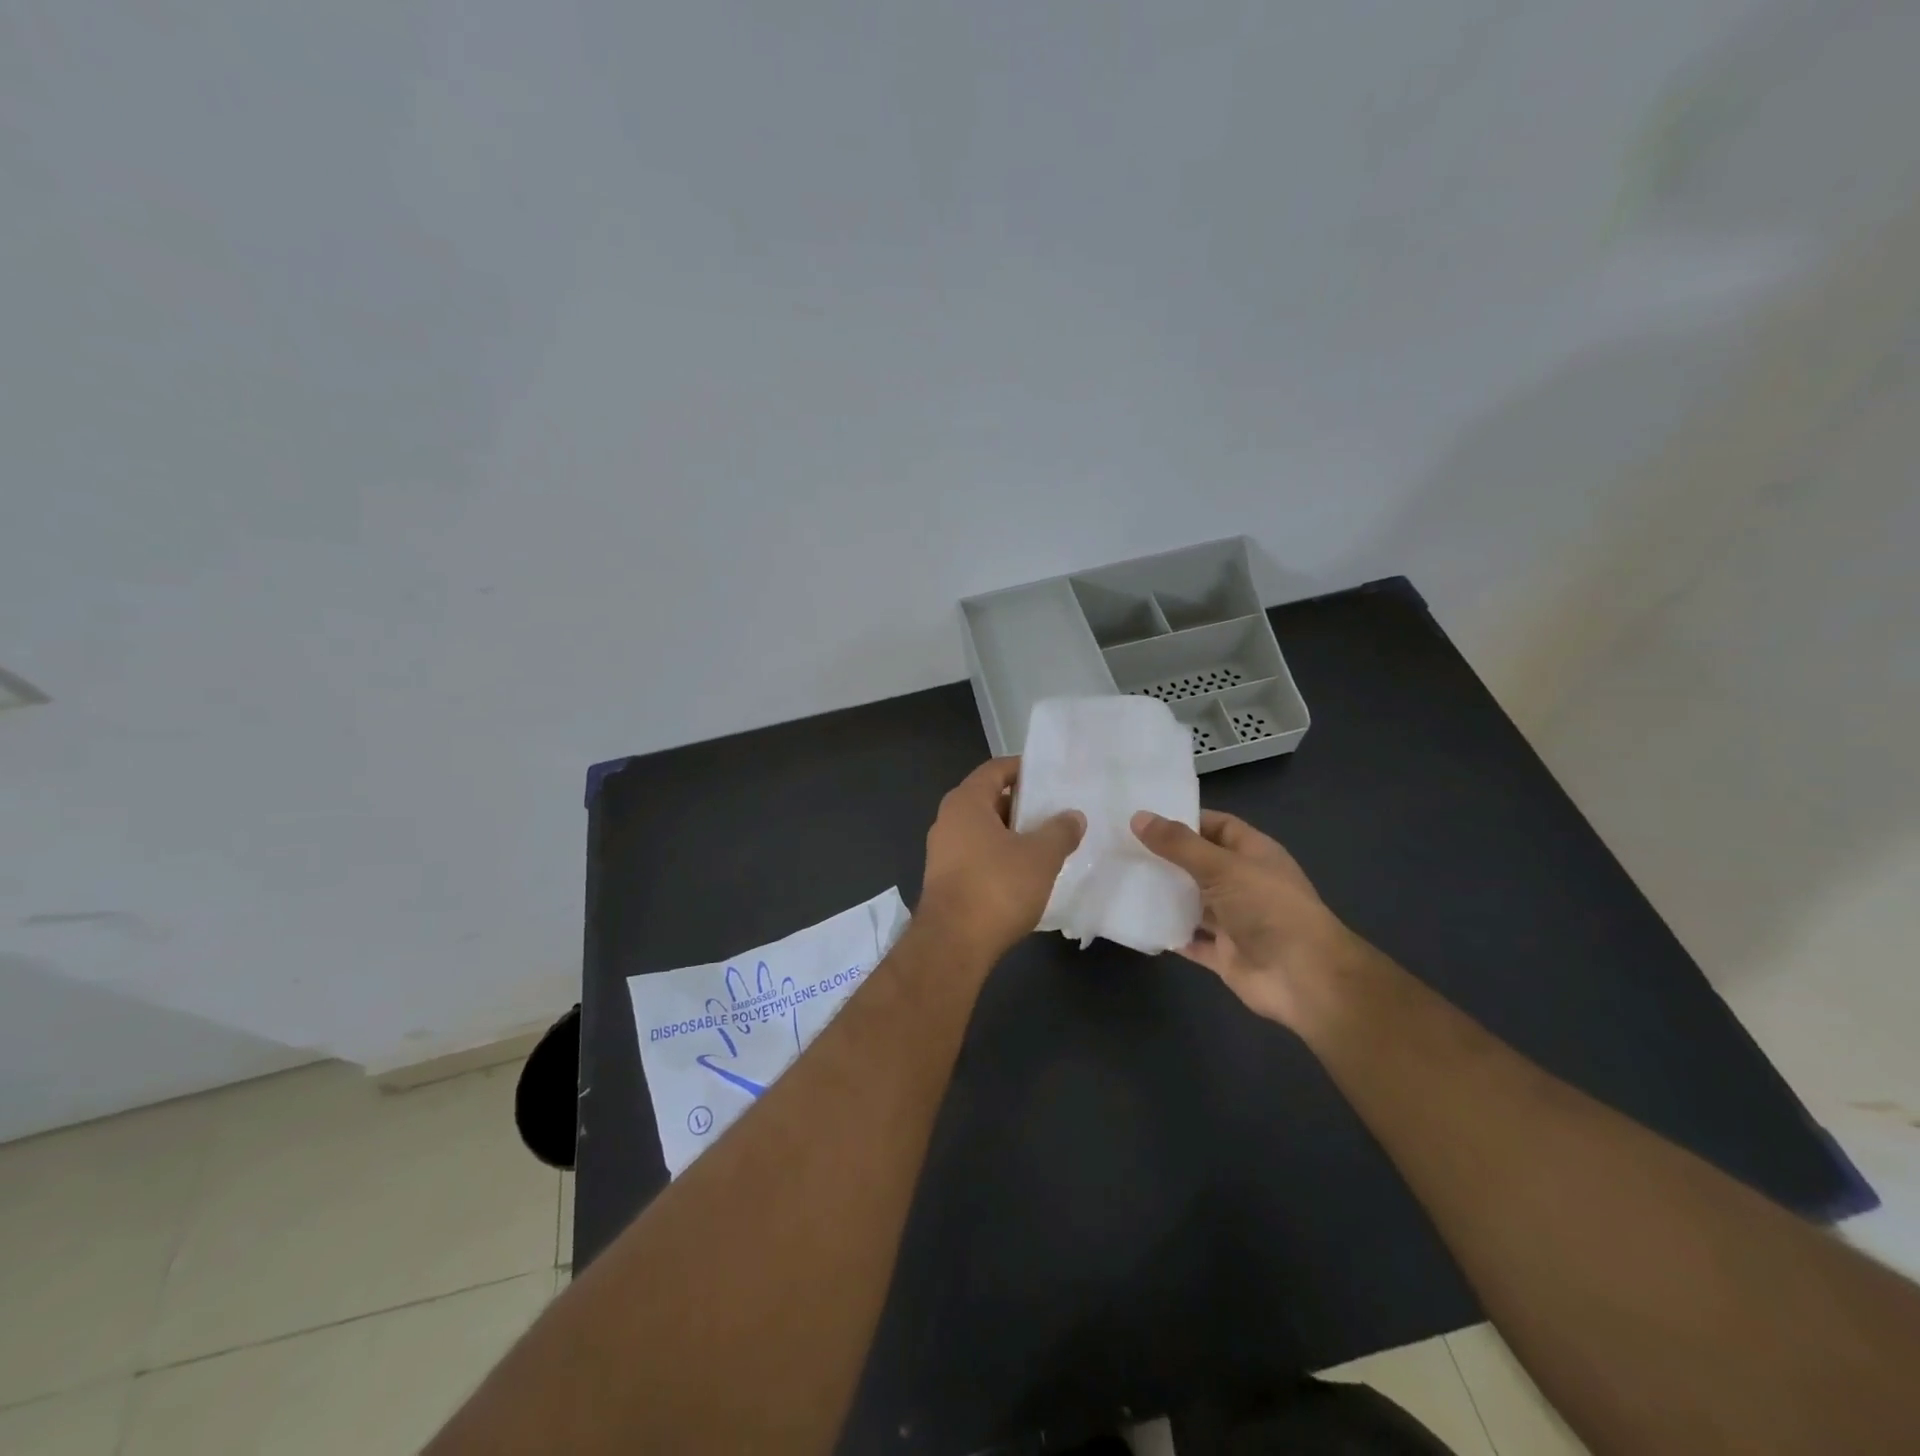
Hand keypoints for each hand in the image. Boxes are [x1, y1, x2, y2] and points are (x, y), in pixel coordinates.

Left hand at [919, 758, 1084, 961]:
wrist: (952, 944)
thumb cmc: (996, 887)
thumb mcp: (1040, 856)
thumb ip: (1059, 831)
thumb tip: (1073, 816)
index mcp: (966, 802)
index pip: (995, 769)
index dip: (1023, 768)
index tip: (1050, 776)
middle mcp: (948, 821)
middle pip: (989, 799)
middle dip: (1022, 805)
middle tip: (1056, 811)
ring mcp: (943, 852)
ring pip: (984, 831)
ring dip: (1013, 834)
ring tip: (1047, 843)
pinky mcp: (946, 881)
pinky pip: (978, 856)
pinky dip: (1000, 857)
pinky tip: (1026, 874)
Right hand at [1131, 809, 1364, 1032]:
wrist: (1304, 978)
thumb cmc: (1269, 908)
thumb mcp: (1222, 867)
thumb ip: (1179, 845)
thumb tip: (1138, 817)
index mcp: (1253, 854)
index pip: (1216, 826)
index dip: (1185, 820)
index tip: (1144, 818)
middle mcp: (1243, 883)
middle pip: (1199, 864)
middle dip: (1166, 857)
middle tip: (1121, 847)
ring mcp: (1233, 920)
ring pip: (1191, 902)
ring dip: (1163, 895)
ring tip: (1120, 879)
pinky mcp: (1223, 953)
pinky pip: (1188, 939)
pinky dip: (1167, 932)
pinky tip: (1136, 921)